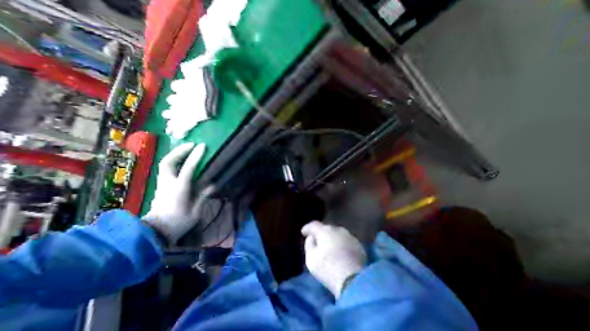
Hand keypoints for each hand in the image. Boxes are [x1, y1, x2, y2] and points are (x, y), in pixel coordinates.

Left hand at [142, 142, 212, 242]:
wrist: (156, 232)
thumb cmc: (178, 223)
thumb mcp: (195, 212)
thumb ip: (202, 196)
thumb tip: (211, 185)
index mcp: (179, 189)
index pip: (187, 168)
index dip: (195, 156)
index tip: (203, 146)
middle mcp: (168, 183)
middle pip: (169, 161)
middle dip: (180, 151)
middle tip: (191, 144)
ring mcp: (161, 184)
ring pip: (165, 164)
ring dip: (175, 154)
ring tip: (186, 150)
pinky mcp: (160, 186)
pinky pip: (165, 169)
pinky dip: (173, 161)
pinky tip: (181, 162)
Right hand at [302, 222, 366, 298]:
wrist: (354, 280)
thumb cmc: (328, 268)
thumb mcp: (311, 259)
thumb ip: (309, 245)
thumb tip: (311, 238)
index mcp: (325, 231)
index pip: (313, 225)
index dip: (307, 228)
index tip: (303, 233)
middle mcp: (338, 230)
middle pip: (327, 229)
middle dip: (321, 234)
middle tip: (316, 241)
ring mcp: (350, 237)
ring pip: (338, 235)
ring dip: (332, 239)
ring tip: (328, 247)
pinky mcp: (359, 246)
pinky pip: (346, 242)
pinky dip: (341, 245)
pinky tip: (339, 252)